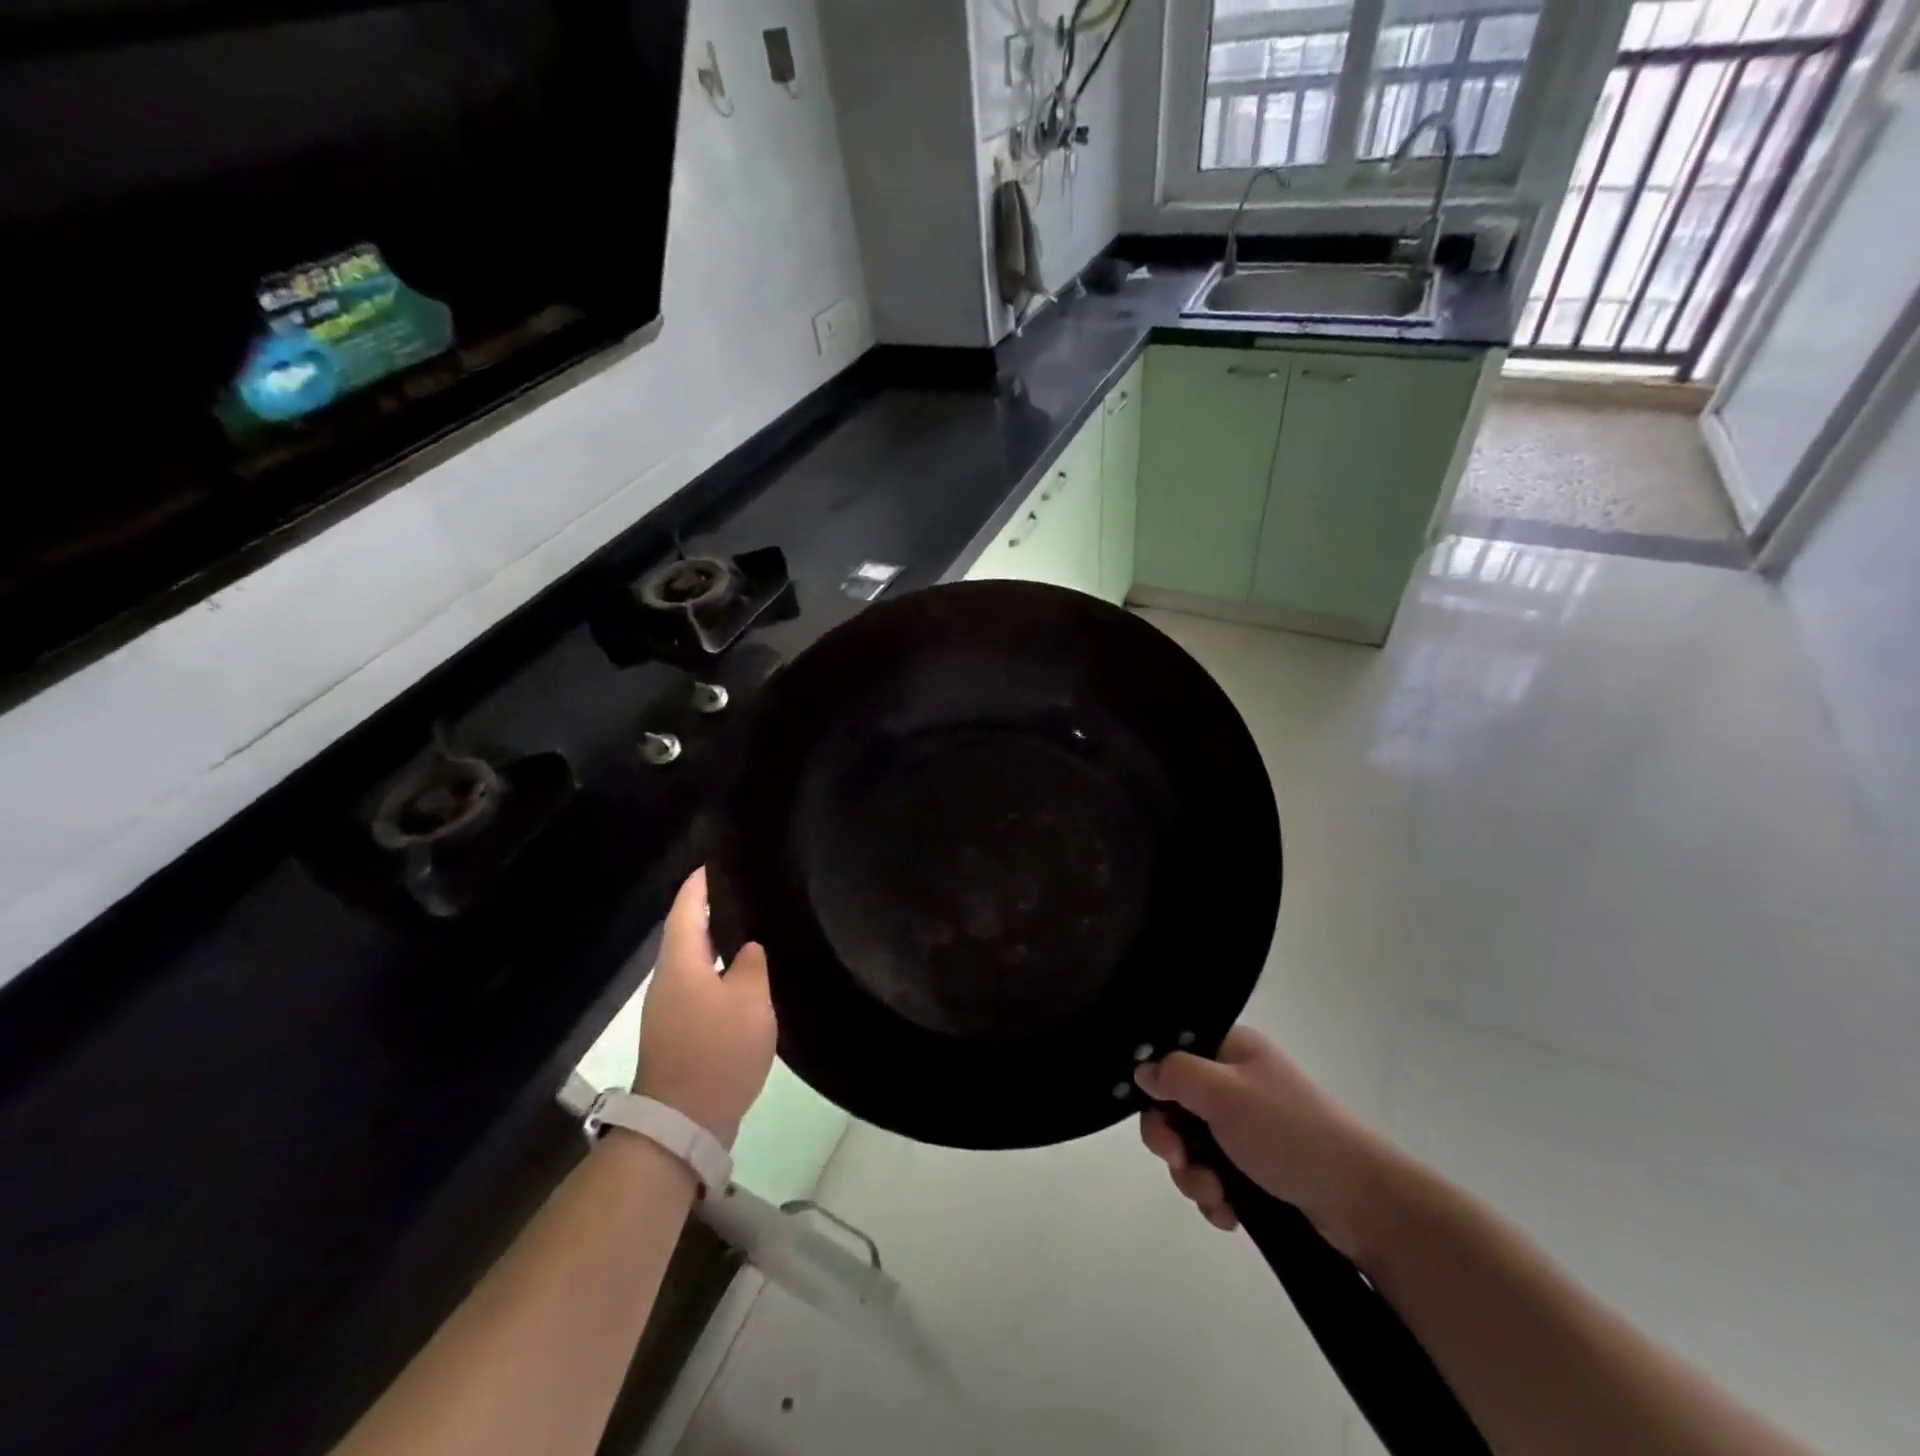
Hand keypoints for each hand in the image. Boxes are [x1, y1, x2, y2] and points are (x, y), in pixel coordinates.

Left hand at [635, 869, 777, 1146]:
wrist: (684, 1122)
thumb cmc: (717, 1050)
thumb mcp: (749, 1001)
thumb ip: (751, 965)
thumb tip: (747, 949)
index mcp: (681, 963)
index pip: (686, 909)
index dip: (699, 884)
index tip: (716, 862)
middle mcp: (668, 980)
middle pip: (686, 934)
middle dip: (710, 912)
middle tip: (744, 893)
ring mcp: (669, 1010)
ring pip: (694, 963)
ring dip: (716, 945)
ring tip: (751, 931)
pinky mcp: (678, 1034)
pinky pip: (699, 989)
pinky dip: (719, 974)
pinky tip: (744, 980)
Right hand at [1136, 1025, 1386, 1256]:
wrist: (1363, 1203)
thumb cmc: (1290, 1133)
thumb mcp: (1225, 1094)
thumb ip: (1175, 1075)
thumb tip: (1141, 1070)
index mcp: (1231, 1051)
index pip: (1173, 1055)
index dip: (1155, 1084)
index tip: (1156, 1113)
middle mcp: (1235, 1083)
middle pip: (1176, 1105)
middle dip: (1172, 1142)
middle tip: (1181, 1162)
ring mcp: (1247, 1127)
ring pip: (1192, 1147)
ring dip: (1193, 1176)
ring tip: (1216, 1197)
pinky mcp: (1257, 1168)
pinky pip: (1214, 1176)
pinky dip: (1215, 1196)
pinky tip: (1230, 1214)